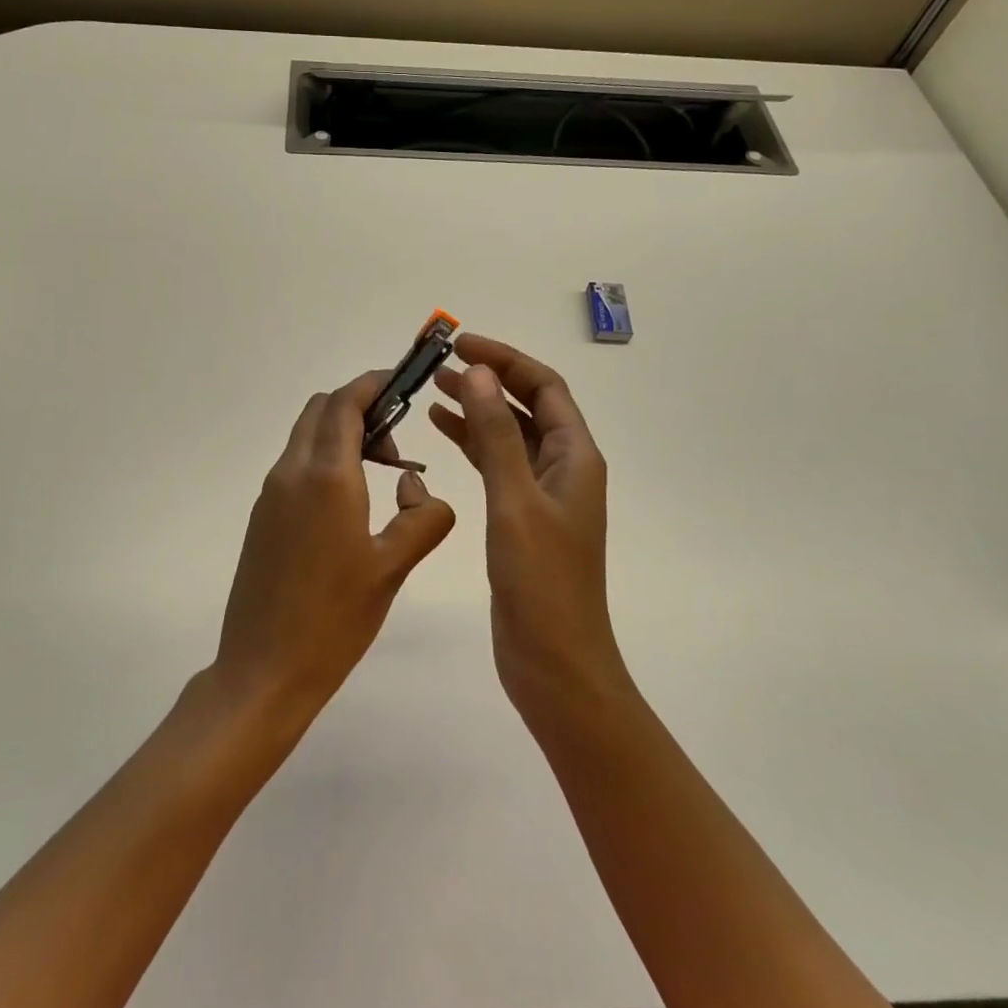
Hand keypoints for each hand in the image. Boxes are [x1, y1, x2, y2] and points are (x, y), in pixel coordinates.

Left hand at [213, 370, 455, 721]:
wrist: (264, 670)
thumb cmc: (335, 619)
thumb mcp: (394, 567)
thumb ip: (424, 517)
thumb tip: (416, 487)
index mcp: (326, 476)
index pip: (346, 401)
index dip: (375, 383)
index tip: (404, 383)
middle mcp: (292, 472)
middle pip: (321, 409)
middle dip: (360, 407)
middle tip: (398, 440)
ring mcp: (271, 494)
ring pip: (307, 436)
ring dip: (342, 435)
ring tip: (382, 473)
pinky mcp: (263, 516)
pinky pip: (296, 465)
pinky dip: (326, 461)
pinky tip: (352, 503)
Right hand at [427, 334, 626, 717]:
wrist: (555, 662)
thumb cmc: (542, 582)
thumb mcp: (515, 501)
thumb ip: (496, 435)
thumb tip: (479, 373)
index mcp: (574, 456)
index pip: (544, 386)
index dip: (505, 359)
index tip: (461, 344)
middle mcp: (563, 467)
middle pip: (527, 404)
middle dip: (488, 378)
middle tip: (439, 363)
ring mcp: (543, 493)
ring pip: (508, 433)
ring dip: (476, 407)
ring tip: (432, 388)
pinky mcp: (522, 516)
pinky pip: (497, 463)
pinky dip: (472, 442)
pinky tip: (442, 429)